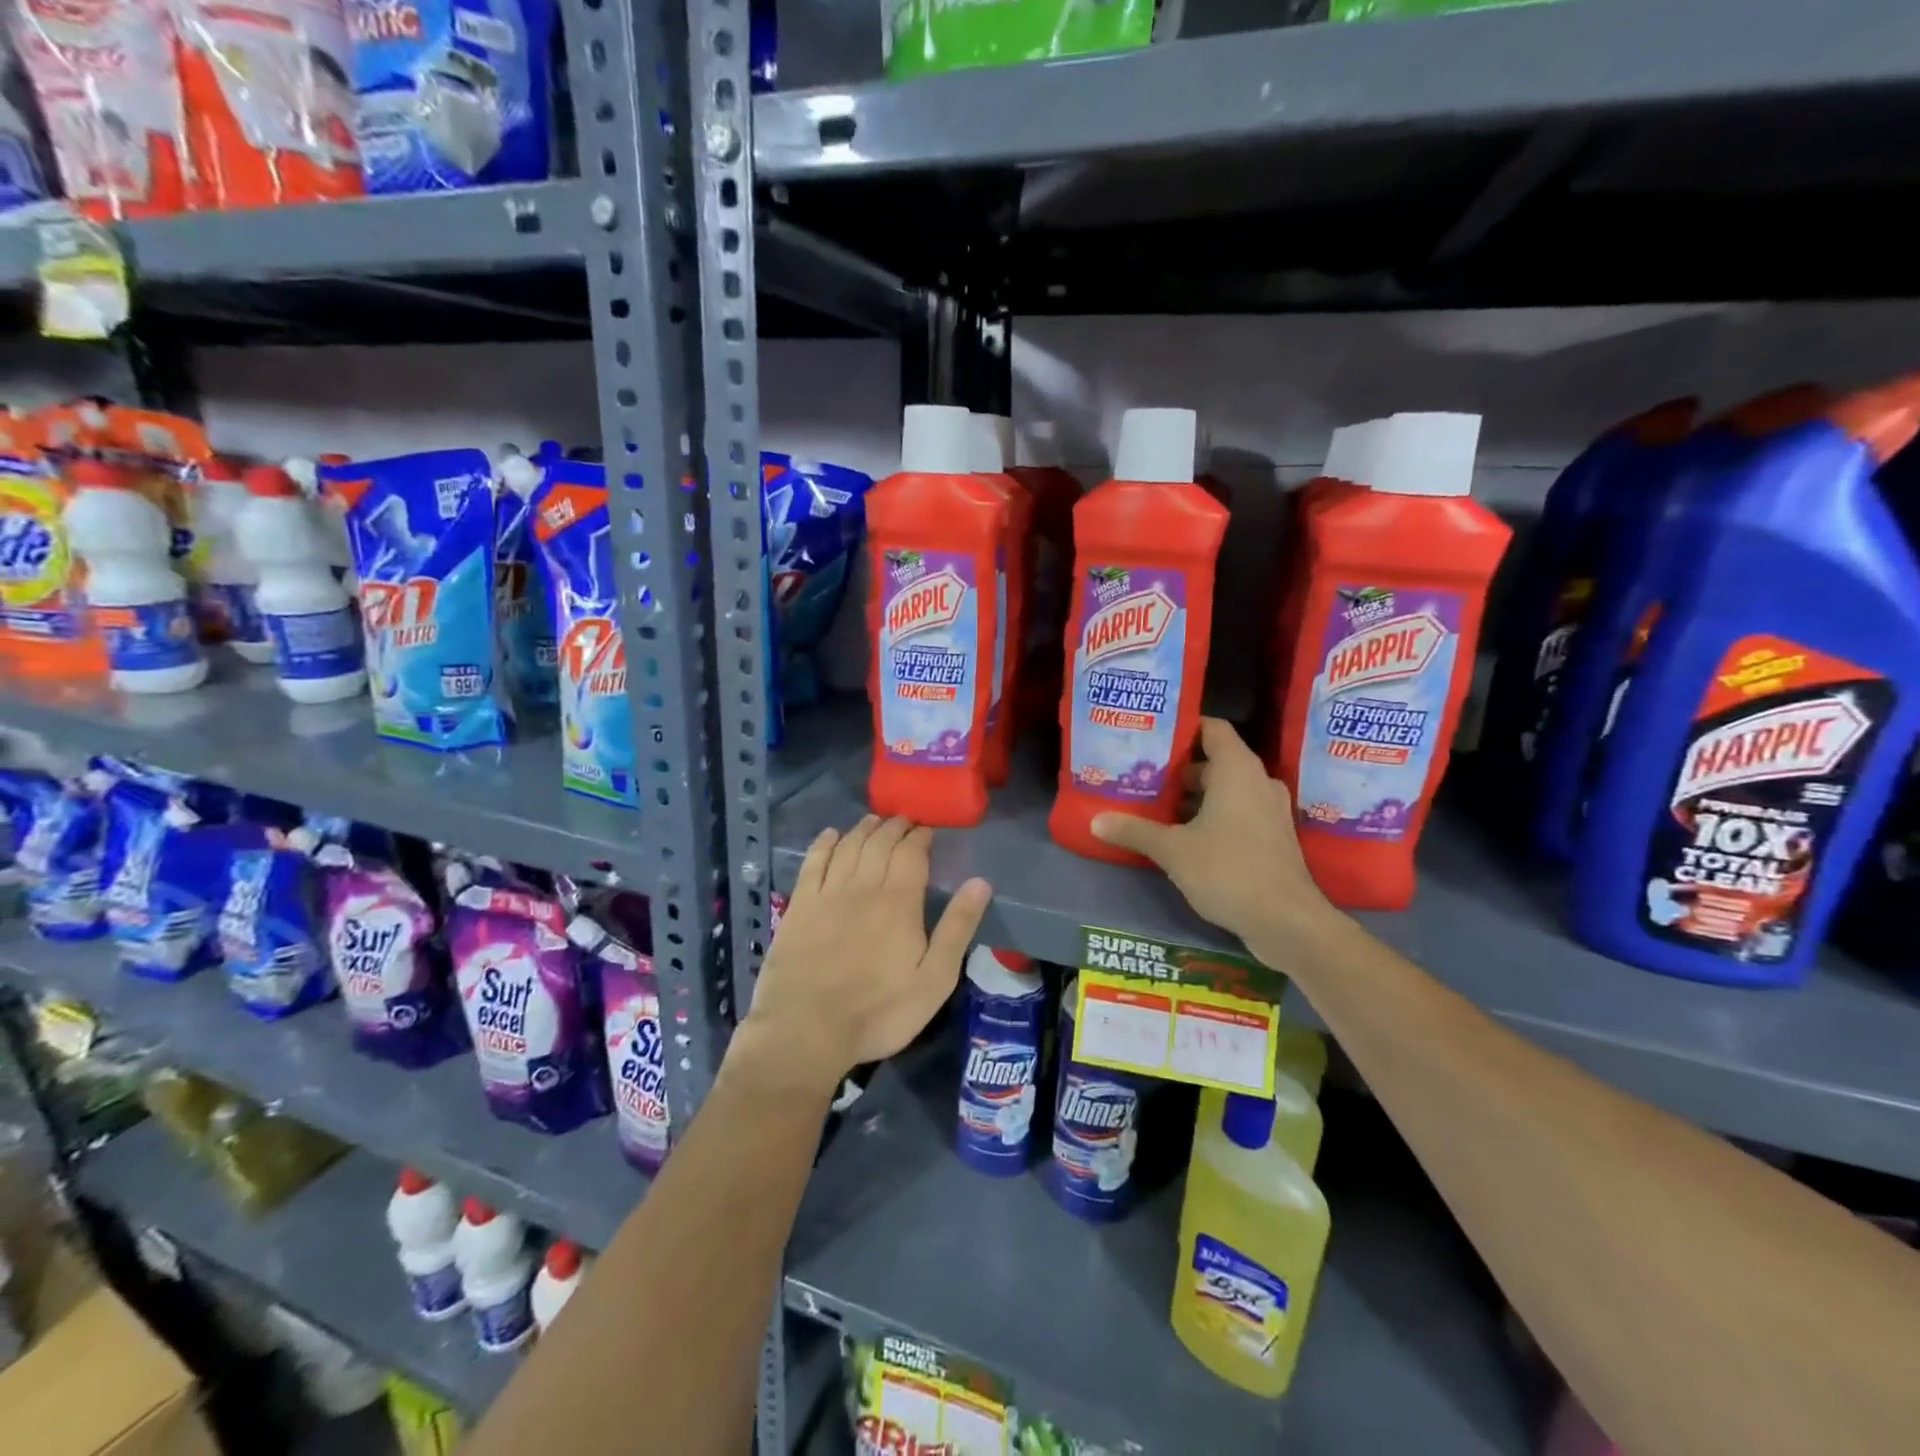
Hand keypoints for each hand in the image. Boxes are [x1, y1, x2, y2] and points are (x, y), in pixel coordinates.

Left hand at [736, 815, 991, 1096]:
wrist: (806, 1029)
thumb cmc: (878, 1011)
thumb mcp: (934, 979)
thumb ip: (957, 928)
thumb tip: (980, 883)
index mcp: (899, 902)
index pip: (911, 854)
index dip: (920, 837)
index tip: (927, 829)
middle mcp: (863, 887)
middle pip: (880, 844)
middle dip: (894, 827)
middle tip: (903, 820)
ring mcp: (827, 893)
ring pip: (848, 846)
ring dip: (863, 829)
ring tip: (874, 820)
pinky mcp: (799, 905)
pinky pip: (813, 862)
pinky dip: (824, 844)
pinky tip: (830, 835)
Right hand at [1090, 717, 1334, 951]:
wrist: (1287, 921)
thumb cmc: (1229, 870)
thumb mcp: (1173, 850)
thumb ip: (1135, 830)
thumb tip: (1096, 821)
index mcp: (1236, 770)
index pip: (1212, 728)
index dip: (1183, 727)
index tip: (1151, 736)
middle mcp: (1257, 781)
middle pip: (1214, 760)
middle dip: (1177, 768)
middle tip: (1140, 775)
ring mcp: (1268, 810)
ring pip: (1224, 789)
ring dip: (1192, 796)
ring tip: (1153, 804)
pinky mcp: (1271, 836)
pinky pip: (1236, 811)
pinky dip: (1210, 815)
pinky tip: (1180, 834)